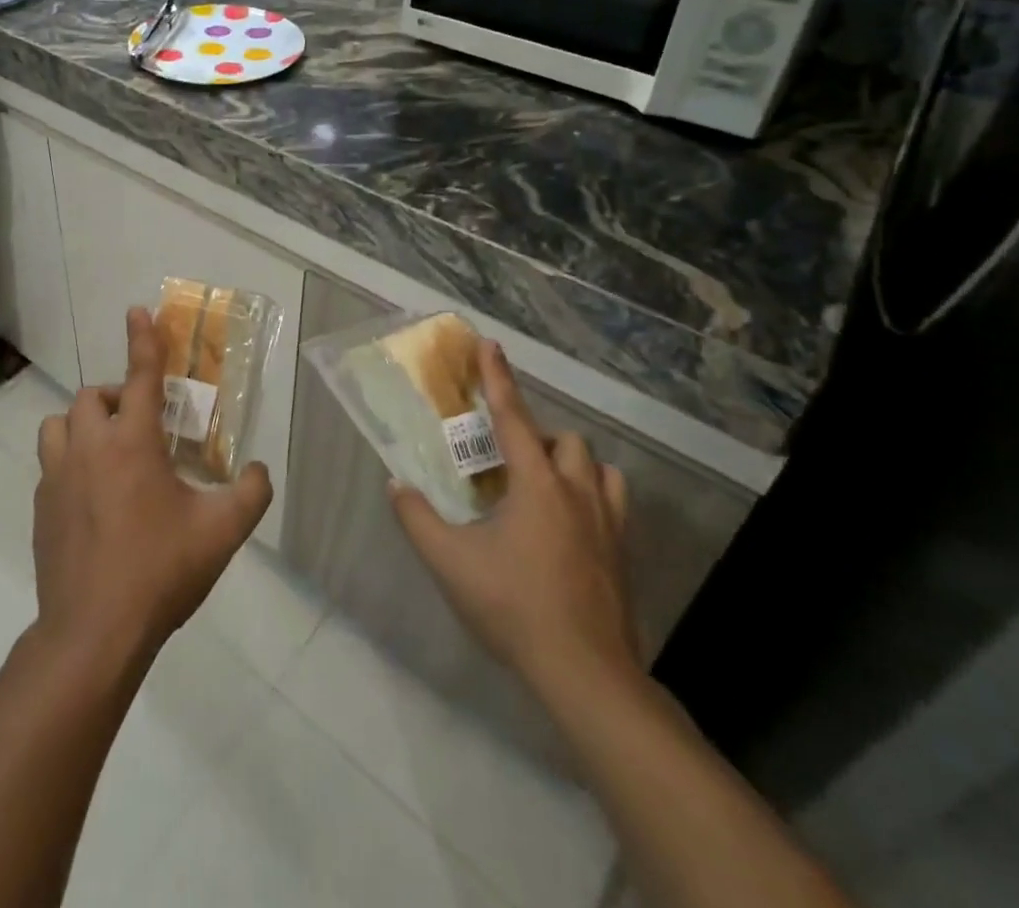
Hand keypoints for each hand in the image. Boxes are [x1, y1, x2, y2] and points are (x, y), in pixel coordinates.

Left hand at [32, 308, 272, 666]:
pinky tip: (90, 498)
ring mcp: (56, 477)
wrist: (94, 632)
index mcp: (132, 443)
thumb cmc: (160, 572)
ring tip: (107, 453)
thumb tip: (258, 471)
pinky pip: (49, 465)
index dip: (143, 340)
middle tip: (140, 426)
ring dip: (83, 426)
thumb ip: (250, 494)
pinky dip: (69, 463)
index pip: (140, 376)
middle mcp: (89, 448)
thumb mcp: (221, 533)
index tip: (138, 310)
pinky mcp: (40, 507)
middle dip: (116, 399)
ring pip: (59, 424)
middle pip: (93, 397)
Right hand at [389, 340, 637, 705]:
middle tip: (508, 463)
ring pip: (598, 468)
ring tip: (544, 487)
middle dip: (537, 439)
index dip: (497, 378)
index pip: (513, 417)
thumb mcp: (449, 562)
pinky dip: (593, 496)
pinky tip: (571, 524)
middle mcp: (577, 493)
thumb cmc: (513, 607)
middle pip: (565, 441)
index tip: (490, 344)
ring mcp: (607, 524)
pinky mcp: (623, 554)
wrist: (585, 673)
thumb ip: (416, 518)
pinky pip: (614, 503)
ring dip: (571, 465)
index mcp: (537, 485)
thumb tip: (395, 485)